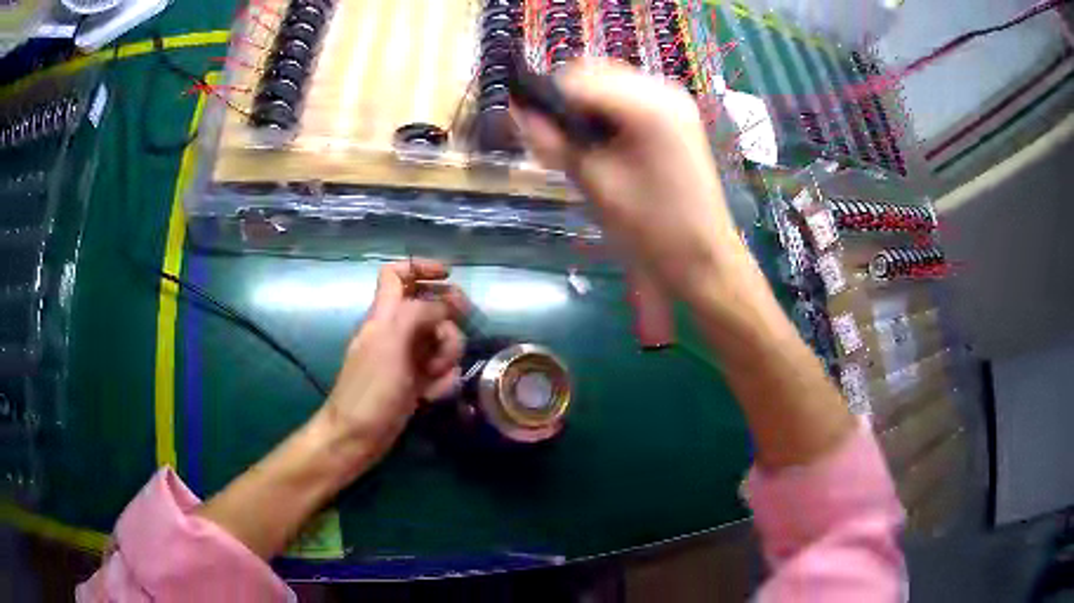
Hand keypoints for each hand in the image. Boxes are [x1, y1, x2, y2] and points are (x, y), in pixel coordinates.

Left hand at [321, 259, 466, 471]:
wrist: (358, 435)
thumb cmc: (371, 388)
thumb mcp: (392, 342)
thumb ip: (419, 314)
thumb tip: (445, 305)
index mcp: (384, 314)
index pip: (397, 274)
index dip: (421, 268)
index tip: (449, 276)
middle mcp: (396, 330)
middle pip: (431, 308)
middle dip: (447, 320)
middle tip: (457, 333)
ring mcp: (407, 357)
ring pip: (440, 341)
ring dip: (447, 356)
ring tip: (434, 376)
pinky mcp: (415, 381)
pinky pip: (440, 370)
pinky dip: (443, 380)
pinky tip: (433, 395)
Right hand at [512, 59, 747, 299]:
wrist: (702, 258)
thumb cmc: (650, 229)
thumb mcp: (595, 183)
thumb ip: (554, 142)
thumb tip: (518, 112)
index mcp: (648, 105)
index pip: (577, 78)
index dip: (546, 99)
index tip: (532, 131)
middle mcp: (663, 89)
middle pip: (594, 72)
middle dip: (567, 99)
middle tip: (555, 140)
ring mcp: (674, 100)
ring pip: (609, 82)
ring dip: (585, 104)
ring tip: (581, 144)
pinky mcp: (676, 115)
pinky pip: (627, 96)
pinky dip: (606, 110)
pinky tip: (605, 142)